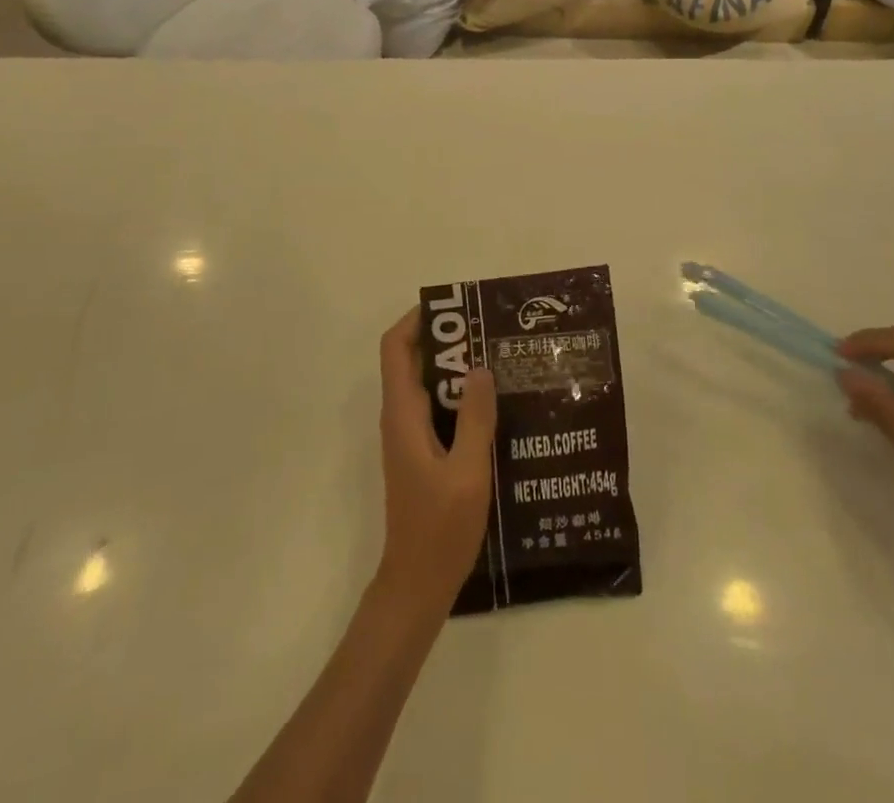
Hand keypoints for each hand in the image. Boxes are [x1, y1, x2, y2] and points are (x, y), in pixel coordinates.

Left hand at [374, 308, 496, 614]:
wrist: (417, 585)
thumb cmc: (439, 529)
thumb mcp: (467, 472)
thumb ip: (474, 418)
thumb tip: (480, 366)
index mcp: (403, 414)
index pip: (395, 348)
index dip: (417, 319)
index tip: (455, 309)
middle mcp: (400, 417)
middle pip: (413, 360)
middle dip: (448, 340)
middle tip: (490, 332)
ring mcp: (409, 436)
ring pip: (428, 384)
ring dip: (457, 368)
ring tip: (498, 359)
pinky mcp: (421, 452)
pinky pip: (438, 408)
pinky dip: (460, 396)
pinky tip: (495, 405)